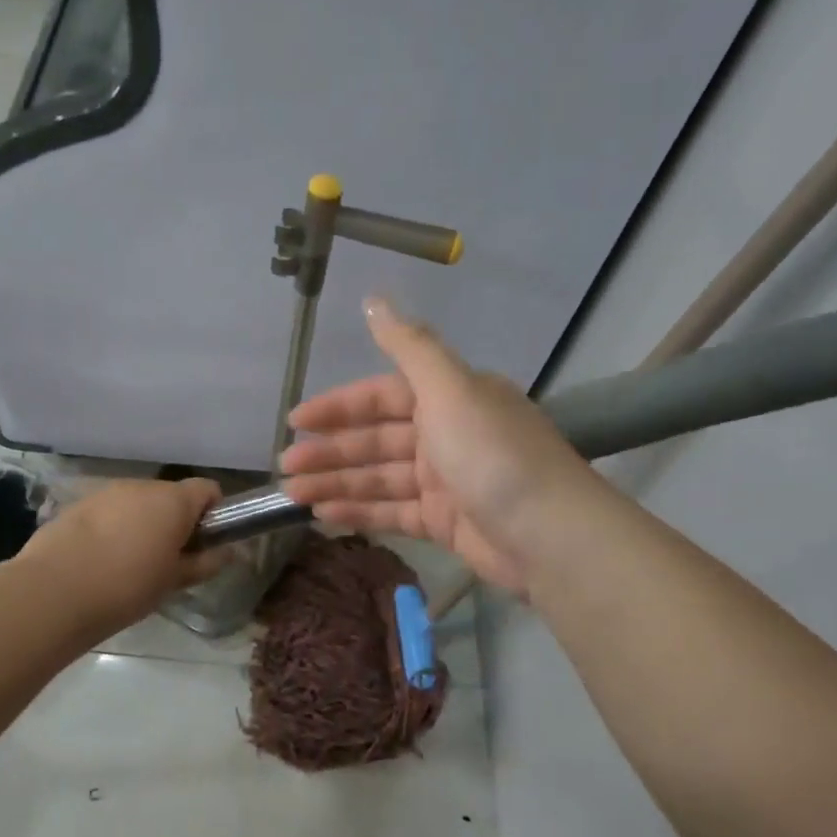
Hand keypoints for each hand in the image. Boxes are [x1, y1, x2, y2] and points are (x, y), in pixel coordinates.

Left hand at [15, 477, 226, 636]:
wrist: (54, 592)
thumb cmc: (127, 587)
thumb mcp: (174, 581)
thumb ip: (205, 563)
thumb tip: (227, 553)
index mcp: (173, 500)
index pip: (208, 489)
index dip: (212, 513)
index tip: (204, 542)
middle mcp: (142, 486)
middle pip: (170, 495)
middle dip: (174, 521)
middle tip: (168, 560)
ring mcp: (106, 492)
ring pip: (137, 503)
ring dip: (141, 524)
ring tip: (129, 563)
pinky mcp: (78, 504)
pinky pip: (108, 512)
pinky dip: (112, 528)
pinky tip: (99, 560)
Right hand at [279, 298, 591, 593]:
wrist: (551, 537)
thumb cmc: (493, 454)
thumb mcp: (450, 389)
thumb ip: (408, 345)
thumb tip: (373, 299)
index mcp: (450, 397)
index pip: (381, 396)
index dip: (337, 406)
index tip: (296, 419)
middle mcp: (446, 434)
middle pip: (375, 439)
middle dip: (329, 451)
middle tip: (285, 464)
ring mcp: (445, 481)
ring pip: (378, 477)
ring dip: (336, 483)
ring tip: (292, 494)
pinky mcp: (445, 523)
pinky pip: (392, 511)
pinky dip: (359, 511)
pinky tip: (323, 515)